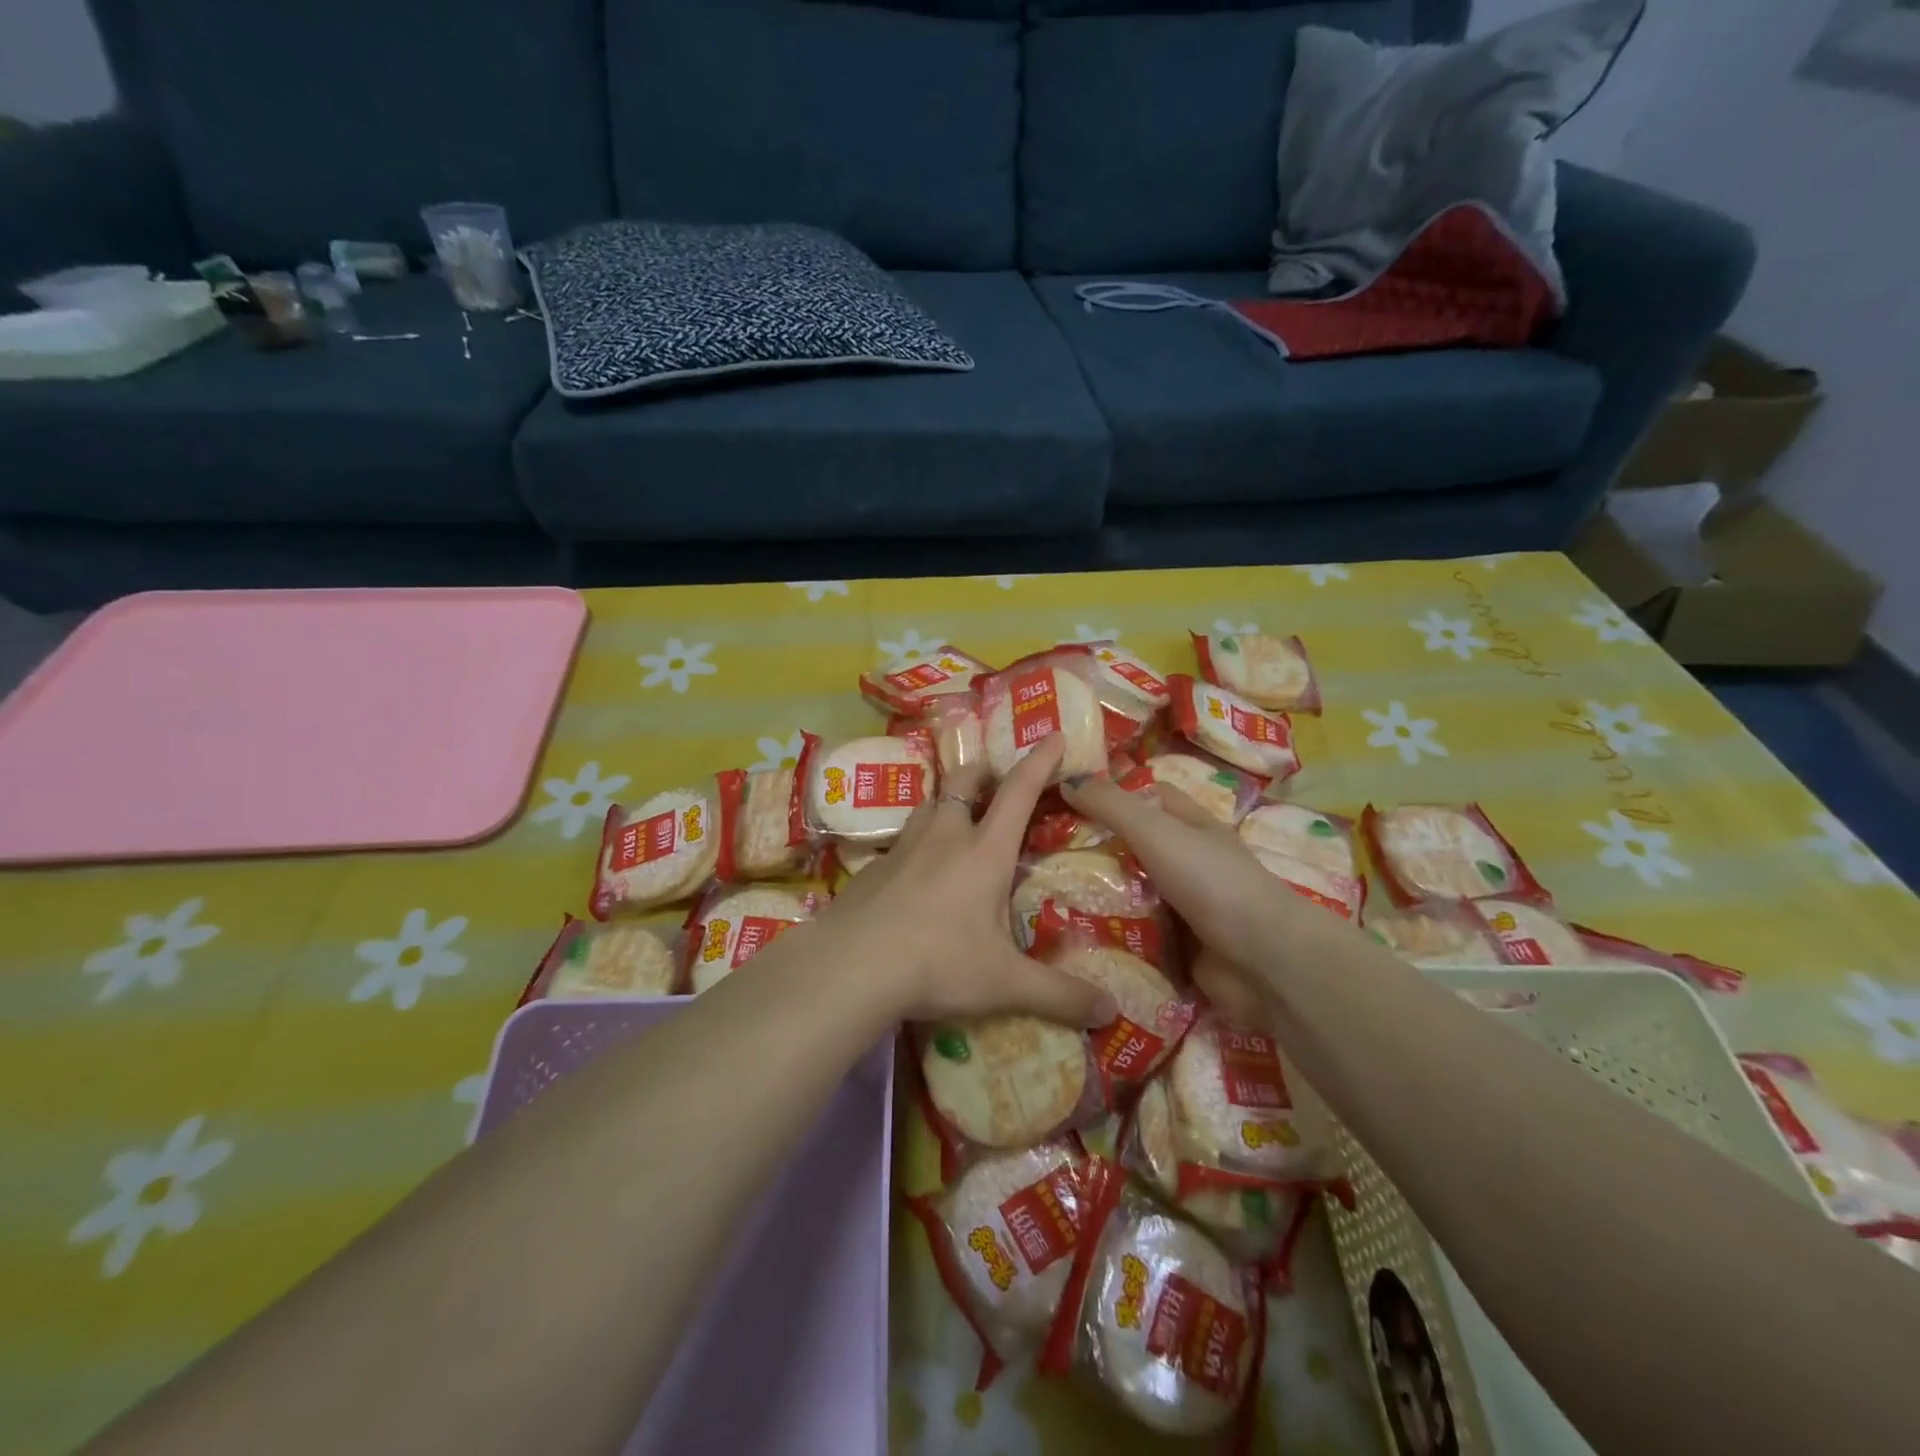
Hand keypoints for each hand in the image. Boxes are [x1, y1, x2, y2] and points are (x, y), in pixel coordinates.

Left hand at [817, 735, 1116, 1028]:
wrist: (851, 966)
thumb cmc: (938, 963)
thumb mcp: (1005, 983)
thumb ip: (1059, 994)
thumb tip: (1111, 1011)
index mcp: (985, 851)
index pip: (1019, 792)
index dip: (1040, 761)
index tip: (1053, 736)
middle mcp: (944, 837)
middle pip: (964, 784)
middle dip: (982, 772)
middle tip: (991, 775)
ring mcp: (903, 849)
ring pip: (928, 807)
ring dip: (945, 802)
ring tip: (954, 816)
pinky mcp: (872, 869)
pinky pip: (900, 843)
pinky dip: (915, 843)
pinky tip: (913, 871)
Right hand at [1060, 772, 1351, 1020]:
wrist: (1263, 962)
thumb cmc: (1211, 881)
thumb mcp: (1156, 831)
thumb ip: (1111, 806)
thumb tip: (1068, 779)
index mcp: (1191, 826)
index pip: (1147, 796)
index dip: (1112, 792)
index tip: (1065, 797)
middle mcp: (1188, 862)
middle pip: (1132, 847)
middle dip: (1093, 848)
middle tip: (1038, 850)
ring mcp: (1183, 907)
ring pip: (1129, 892)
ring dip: (1095, 894)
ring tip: (1041, 892)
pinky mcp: (1176, 948)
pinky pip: (1133, 934)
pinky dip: (1108, 934)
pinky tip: (1068, 932)